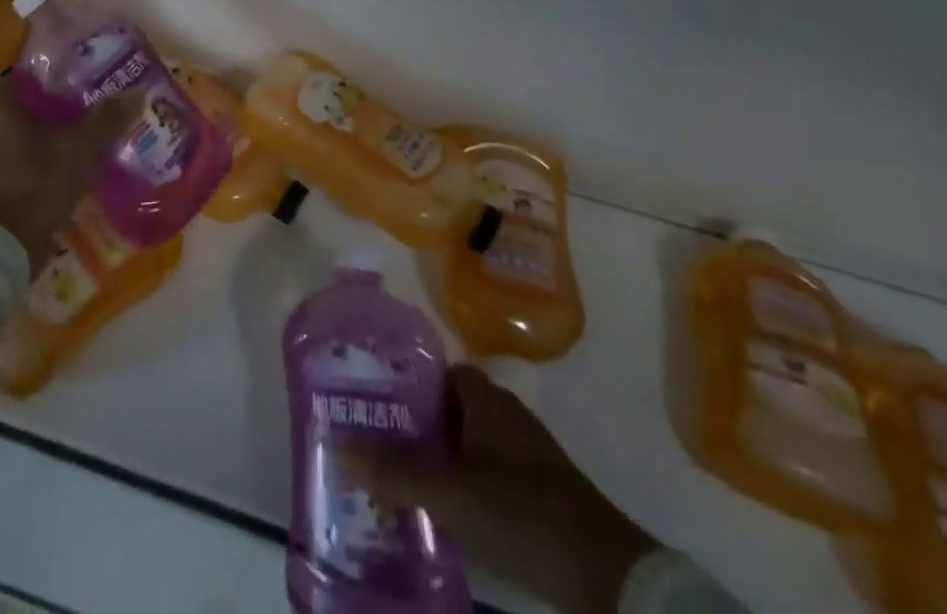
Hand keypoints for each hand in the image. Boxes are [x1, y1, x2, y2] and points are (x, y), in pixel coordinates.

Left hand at [0, 81, 135, 275]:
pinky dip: (61, 150)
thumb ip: (107, 119)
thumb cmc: (36, 182)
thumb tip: (138, 92)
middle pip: (38, 98)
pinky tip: (90, 152)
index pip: (31, 67)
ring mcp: (1, 152)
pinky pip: (39, 153)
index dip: (59, 62)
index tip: (88, 60)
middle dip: (69, 96)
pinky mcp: (10, 178)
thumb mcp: (78, 147)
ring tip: (104, 118)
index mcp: (3, 103)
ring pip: (40, 128)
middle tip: (104, 88)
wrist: (5, 245)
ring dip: (67, 125)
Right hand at [344, 363, 654, 613]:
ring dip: (431, 457)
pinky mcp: (535, 491)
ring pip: (462, 443)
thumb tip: (337, 445)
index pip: (432, 370)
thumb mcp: (450, 493)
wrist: (609, 577)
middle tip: (368, 440)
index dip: (399, 380)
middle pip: (443, 407)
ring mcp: (522, 453)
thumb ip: (393, 470)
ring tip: (390, 477)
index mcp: (484, 397)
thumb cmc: (522, 513)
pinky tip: (434, 510)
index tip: (365, 397)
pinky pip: (481, 473)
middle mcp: (502, 414)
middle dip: (408, 423)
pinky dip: (456, 484)